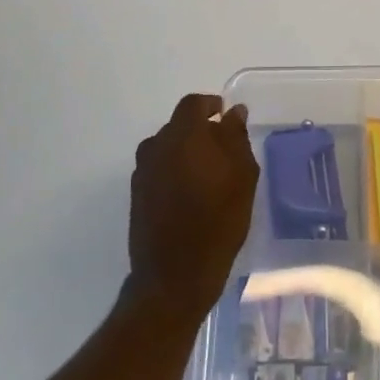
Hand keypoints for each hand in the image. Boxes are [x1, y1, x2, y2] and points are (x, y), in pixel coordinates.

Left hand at [126, 95, 257, 322]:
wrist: (174, 275)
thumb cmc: (217, 221)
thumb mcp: (242, 176)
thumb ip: (236, 138)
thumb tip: (233, 112)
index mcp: (183, 136)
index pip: (193, 104)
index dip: (211, 105)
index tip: (226, 117)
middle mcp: (157, 146)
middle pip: (179, 125)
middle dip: (200, 131)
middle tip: (224, 152)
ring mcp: (143, 172)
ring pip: (167, 147)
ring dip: (186, 152)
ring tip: (208, 175)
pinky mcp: (137, 195)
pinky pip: (159, 169)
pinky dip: (174, 171)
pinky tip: (191, 193)